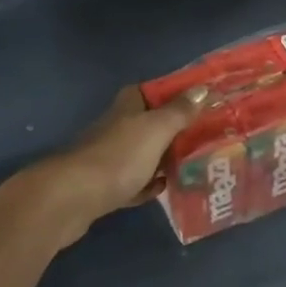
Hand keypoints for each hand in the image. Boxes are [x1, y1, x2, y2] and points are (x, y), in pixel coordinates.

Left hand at [34, 85, 207, 245]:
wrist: (74, 197)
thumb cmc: (120, 155)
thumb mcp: (157, 128)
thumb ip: (180, 111)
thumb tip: (203, 89)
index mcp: (130, 105)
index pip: (159, 90)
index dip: (182, 94)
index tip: (209, 102)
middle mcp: (119, 125)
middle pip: (154, 123)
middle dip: (179, 130)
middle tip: (211, 138)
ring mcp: (111, 155)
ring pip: (146, 152)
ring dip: (166, 159)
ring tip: (197, 165)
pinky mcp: (105, 184)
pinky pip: (135, 181)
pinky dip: (149, 185)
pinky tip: (166, 190)